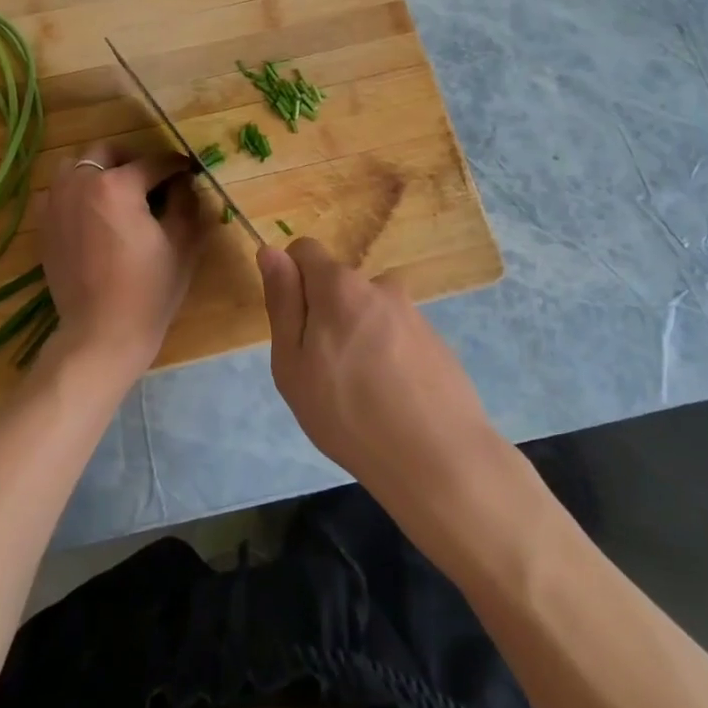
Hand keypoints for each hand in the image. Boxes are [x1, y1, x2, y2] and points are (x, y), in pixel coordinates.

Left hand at [40, 145, 209, 379]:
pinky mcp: (43, 225)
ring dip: (99, 171)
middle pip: (108, 152)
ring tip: (118, 195)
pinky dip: (76, 193)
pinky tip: (93, 216)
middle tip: (153, 182)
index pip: (154, 163)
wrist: (101, 333)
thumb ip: (186, 201)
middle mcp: (80, 183)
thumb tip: (184, 181)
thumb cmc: (149, 290)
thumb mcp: (182, 243)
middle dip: (133, 160)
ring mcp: (55, 203)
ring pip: (75, 166)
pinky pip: (58, 192)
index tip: (190, 171)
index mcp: (117, 184)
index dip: (177, 166)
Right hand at [257, 239, 504, 504]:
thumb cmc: (347, 412)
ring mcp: (414, 314)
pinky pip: (396, 336)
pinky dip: (387, 356)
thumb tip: (270, 250)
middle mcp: (381, 286)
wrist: (437, 457)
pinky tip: (391, 399)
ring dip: (357, 336)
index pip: (305, 250)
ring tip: (360, 392)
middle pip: (338, 285)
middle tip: (322, 372)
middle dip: (324, 315)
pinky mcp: (437, 341)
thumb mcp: (293, 363)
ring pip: (368, 313)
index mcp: (340, 286)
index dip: (291, 280)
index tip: (294, 327)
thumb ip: (282, 302)